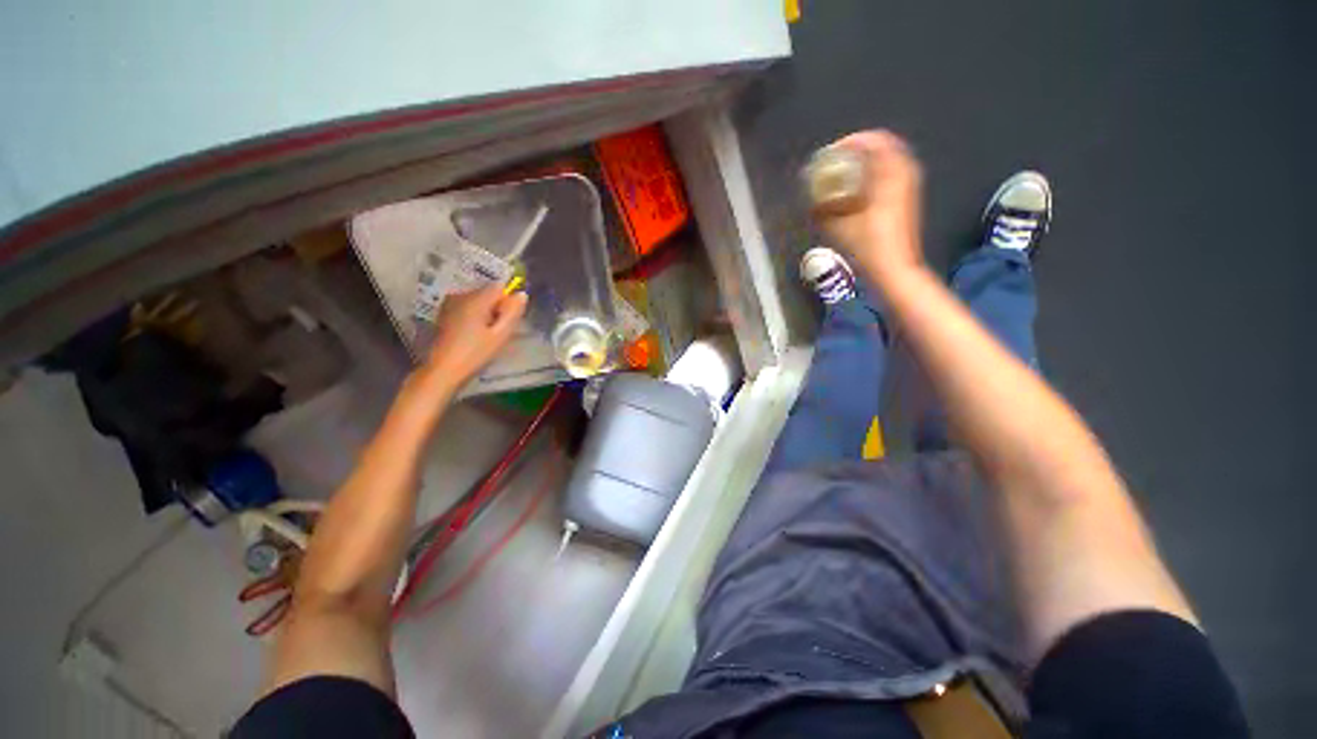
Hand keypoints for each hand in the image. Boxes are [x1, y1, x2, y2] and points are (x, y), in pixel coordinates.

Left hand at [423, 285, 527, 385]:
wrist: (442, 370)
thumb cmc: (475, 354)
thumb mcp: (500, 335)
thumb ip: (512, 313)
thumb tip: (522, 294)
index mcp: (474, 300)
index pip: (498, 287)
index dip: (507, 301)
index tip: (506, 320)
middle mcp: (460, 296)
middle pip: (486, 293)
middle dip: (496, 308)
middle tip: (497, 331)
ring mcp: (449, 304)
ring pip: (476, 301)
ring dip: (485, 313)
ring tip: (485, 335)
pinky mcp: (443, 314)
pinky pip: (466, 308)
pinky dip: (473, 317)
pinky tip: (472, 335)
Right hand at [818, 130, 924, 284]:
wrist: (894, 268)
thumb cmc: (868, 247)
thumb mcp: (839, 228)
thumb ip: (823, 211)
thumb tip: (810, 202)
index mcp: (890, 176)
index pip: (876, 141)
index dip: (852, 141)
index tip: (832, 151)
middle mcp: (904, 176)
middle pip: (884, 147)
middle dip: (859, 150)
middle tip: (838, 160)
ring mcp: (908, 188)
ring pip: (889, 161)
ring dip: (868, 162)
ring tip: (845, 173)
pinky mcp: (906, 200)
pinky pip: (892, 174)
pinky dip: (875, 174)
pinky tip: (858, 189)